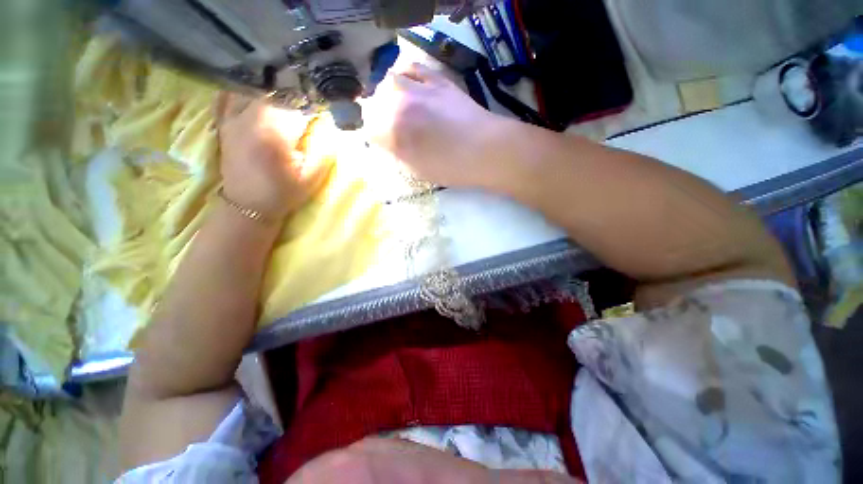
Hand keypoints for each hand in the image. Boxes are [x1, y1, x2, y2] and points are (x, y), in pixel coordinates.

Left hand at [216, 93, 329, 219]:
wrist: (248, 205)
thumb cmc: (284, 192)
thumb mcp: (312, 177)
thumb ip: (324, 149)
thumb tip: (328, 123)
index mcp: (276, 132)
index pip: (300, 105)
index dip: (314, 108)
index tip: (322, 116)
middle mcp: (251, 117)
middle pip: (278, 93)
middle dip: (295, 99)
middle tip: (306, 112)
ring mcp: (234, 118)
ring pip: (256, 90)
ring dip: (274, 94)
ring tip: (286, 106)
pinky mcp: (224, 122)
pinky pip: (230, 96)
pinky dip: (245, 92)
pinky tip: (256, 96)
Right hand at [367, 63, 506, 187]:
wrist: (485, 150)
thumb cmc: (452, 168)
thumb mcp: (419, 171)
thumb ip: (400, 154)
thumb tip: (390, 144)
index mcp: (394, 133)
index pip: (370, 129)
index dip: (374, 137)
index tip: (381, 143)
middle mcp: (400, 105)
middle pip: (376, 103)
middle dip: (378, 115)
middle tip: (387, 126)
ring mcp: (419, 88)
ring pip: (390, 81)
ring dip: (388, 93)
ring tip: (395, 103)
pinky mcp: (437, 80)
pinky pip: (413, 68)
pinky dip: (405, 74)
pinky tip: (409, 83)